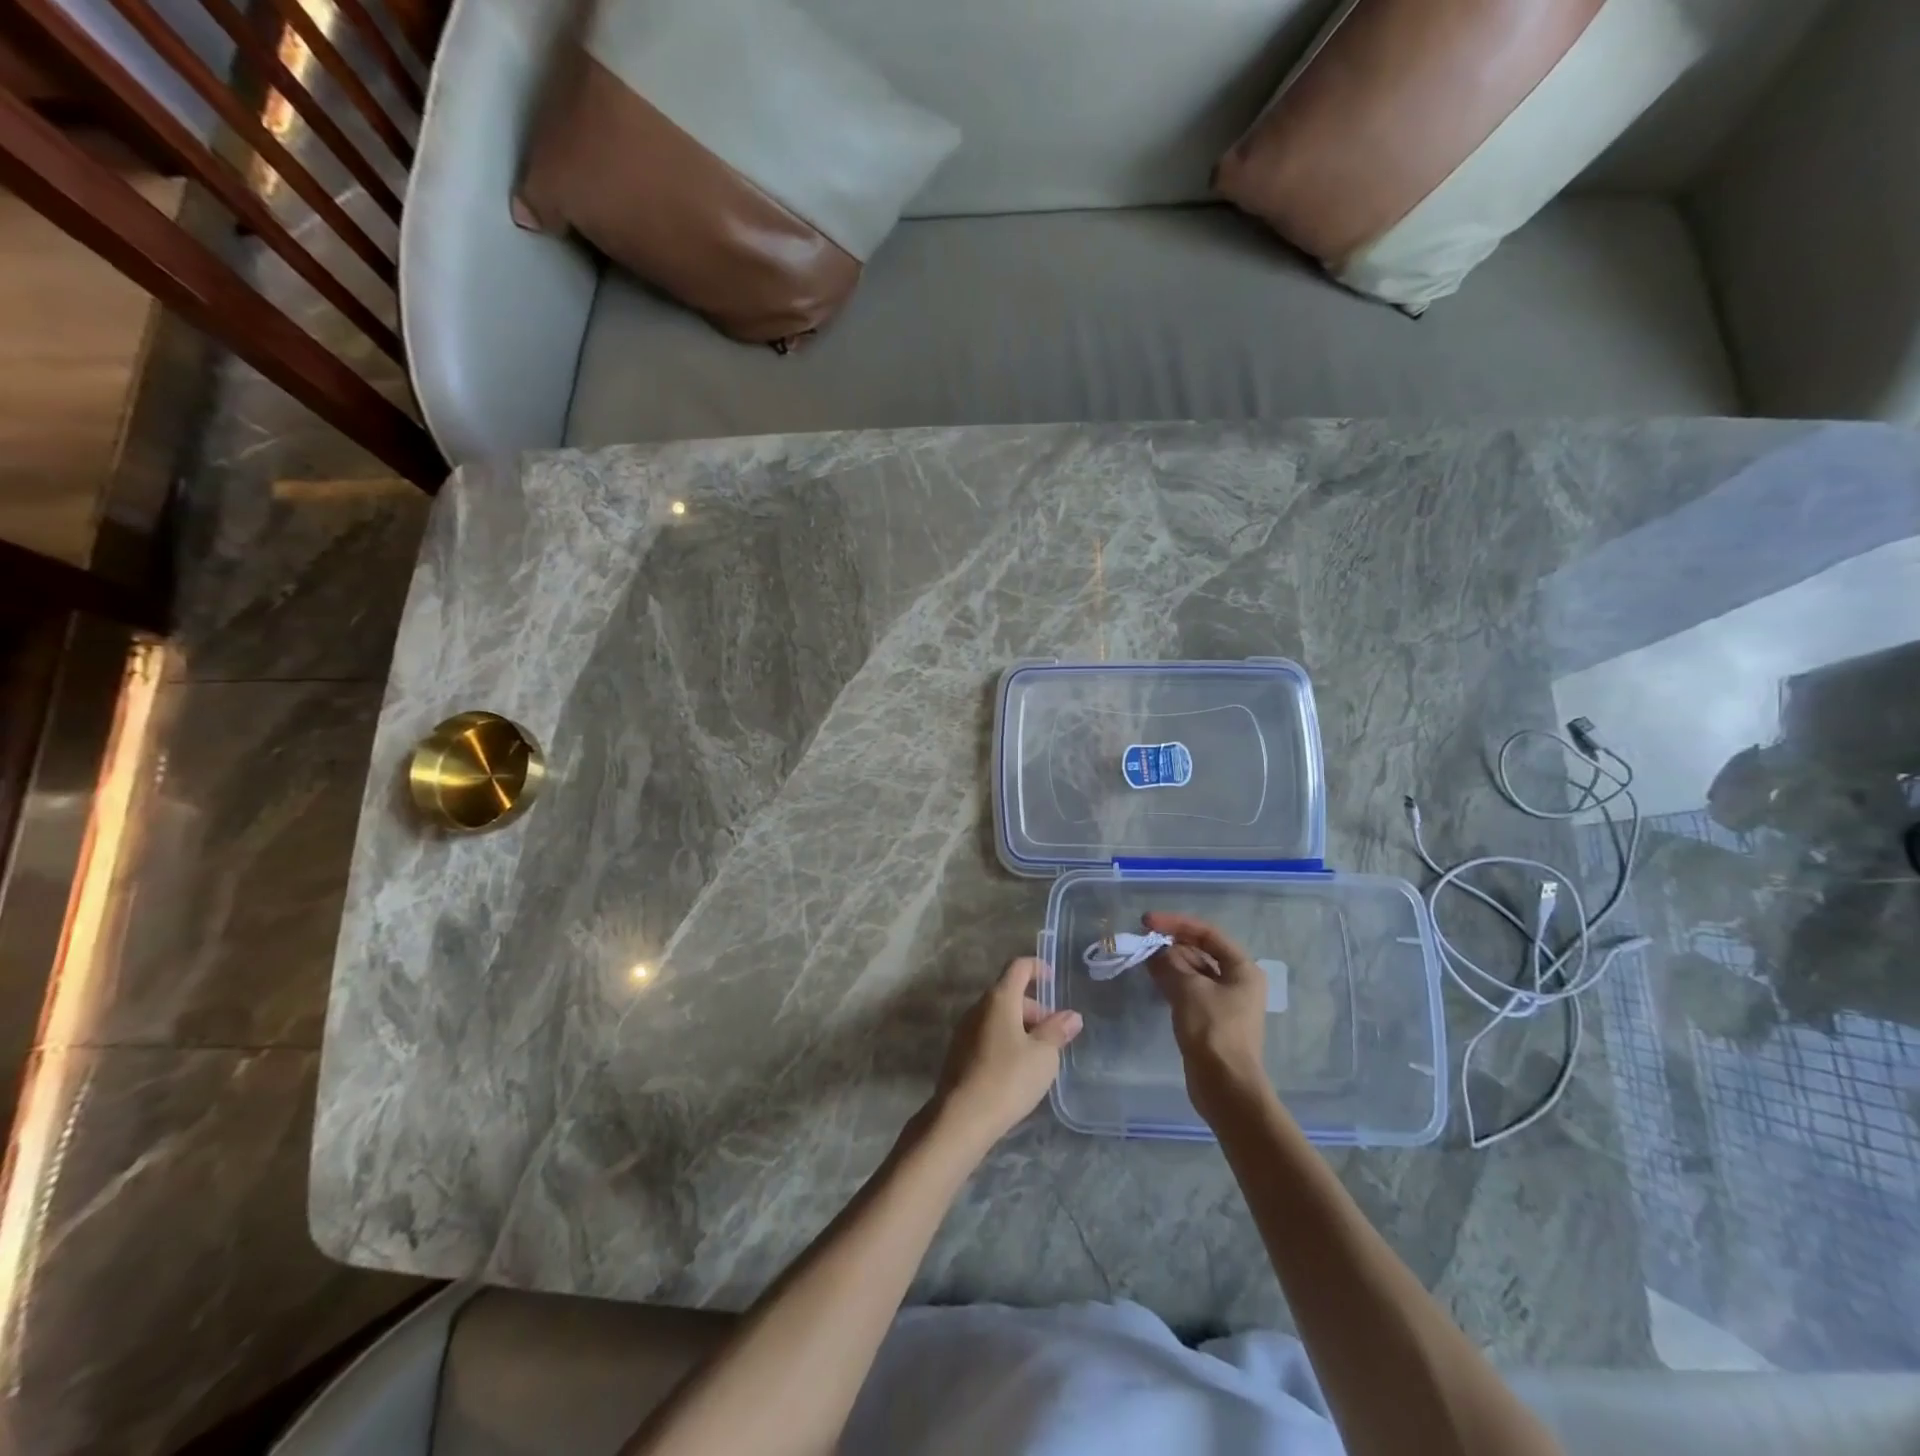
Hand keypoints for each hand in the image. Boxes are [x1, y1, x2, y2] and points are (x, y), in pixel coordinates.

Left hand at [932, 958, 1082, 1151]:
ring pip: (998, 1016)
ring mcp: (965, 1030)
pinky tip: (1016, 1070)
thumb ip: (1057, 1031)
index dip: (1036, 967)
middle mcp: (978, 1007)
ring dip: (1020, 1027)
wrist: (961, 1118)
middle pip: (1009, 993)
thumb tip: (1072, 1016)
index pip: (1018, 967)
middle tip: (1053, 1036)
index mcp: (999, 999)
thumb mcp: (1043, 1055)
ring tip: (1038, 1057)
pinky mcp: (959, 1052)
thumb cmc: (1008, 1078)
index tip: (1052, 979)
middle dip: (1034, 1008)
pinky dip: (1005, 1041)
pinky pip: (987, 1034)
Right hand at [1143, 912, 1269, 1114]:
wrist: (1225, 1086)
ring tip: (1143, 958)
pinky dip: (1172, 981)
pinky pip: (1190, 989)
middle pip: (1201, 950)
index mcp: (1242, 968)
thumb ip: (1169, 963)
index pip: (1207, 933)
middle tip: (1142, 941)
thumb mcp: (1188, 989)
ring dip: (1170, 962)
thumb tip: (1155, 953)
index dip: (1176, 923)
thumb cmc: (1212, 1030)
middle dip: (1172, 943)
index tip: (1147, 922)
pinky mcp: (1211, 1019)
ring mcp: (1225, 1001)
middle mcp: (1237, 981)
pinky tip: (1153, 979)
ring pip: (1194, 971)